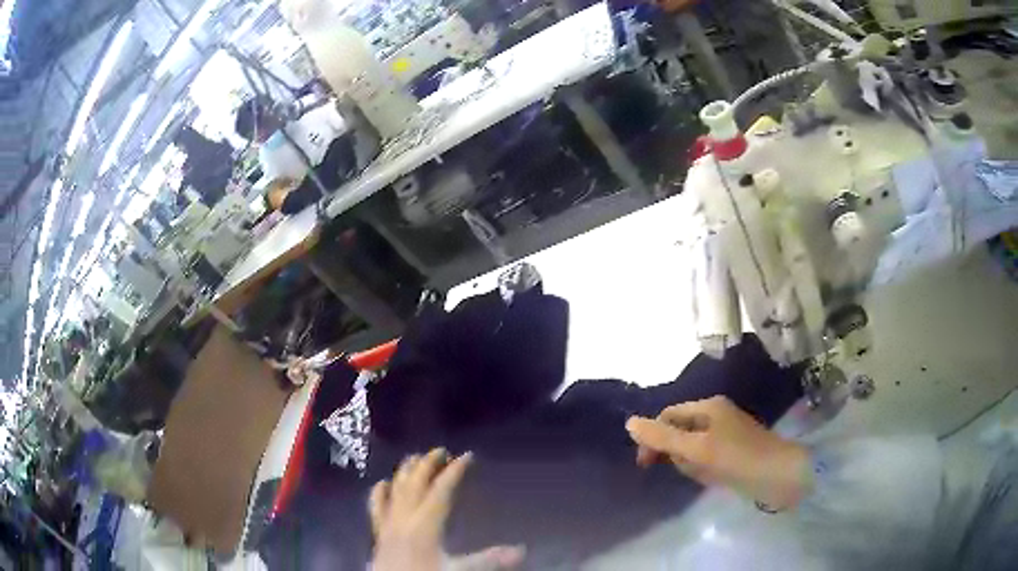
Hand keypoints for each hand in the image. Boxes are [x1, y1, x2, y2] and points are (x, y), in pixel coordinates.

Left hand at [370, 448, 524, 570]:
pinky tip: (382, 483)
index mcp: (425, 525)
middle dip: (428, 464)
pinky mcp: (379, 533)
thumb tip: (520, 550)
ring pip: (395, 490)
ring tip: (414, 457)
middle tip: (441, 450)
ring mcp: (388, 524)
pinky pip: (376, 506)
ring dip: (405, 472)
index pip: (441, 491)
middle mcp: (404, 518)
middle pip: (415, 484)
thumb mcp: (458, 570)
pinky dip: (379, 492)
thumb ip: (487, 559)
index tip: (467, 455)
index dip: (454, 471)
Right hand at [626, 396, 810, 510]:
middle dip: (676, 452)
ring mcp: (726, 433)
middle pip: (679, 430)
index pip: (667, 416)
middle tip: (687, 469)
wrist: (779, 476)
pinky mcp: (733, 450)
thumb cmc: (737, 458)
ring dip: (690, 463)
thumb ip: (662, 437)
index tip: (646, 464)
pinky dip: (704, 468)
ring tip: (705, 475)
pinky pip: (706, 457)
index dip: (653, 437)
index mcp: (708, 406)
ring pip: (692, 447)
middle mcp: (716, 415)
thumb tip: (628, 422)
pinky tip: (714, 477)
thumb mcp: (696, 449)